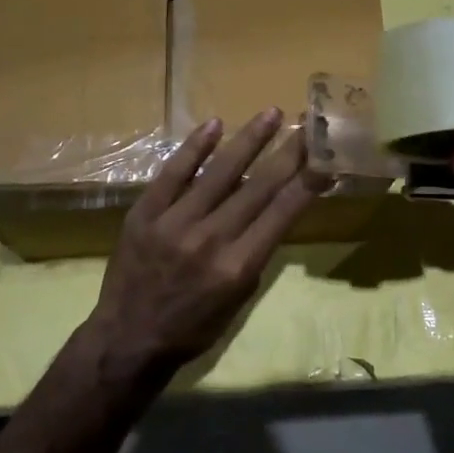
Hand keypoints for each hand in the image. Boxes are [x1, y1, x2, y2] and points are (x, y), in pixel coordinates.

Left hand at [86, 109, 316, 379]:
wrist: (128, 339)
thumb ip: (256, 252)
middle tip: (306, 126)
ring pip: (219, 172)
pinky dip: (194, 148)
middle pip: (257, 186)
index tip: (324, 156)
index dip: (306, 182)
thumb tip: (272, 206)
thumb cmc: (193, 327)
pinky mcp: (145, 212)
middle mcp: (211, 239)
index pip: (281, 213)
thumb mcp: (239, 299)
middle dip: (287, 153)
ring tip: (271, 114)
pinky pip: (173, 172)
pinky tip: (214, 124)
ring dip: (249, 139)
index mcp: (238, 266)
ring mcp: (175, 222)